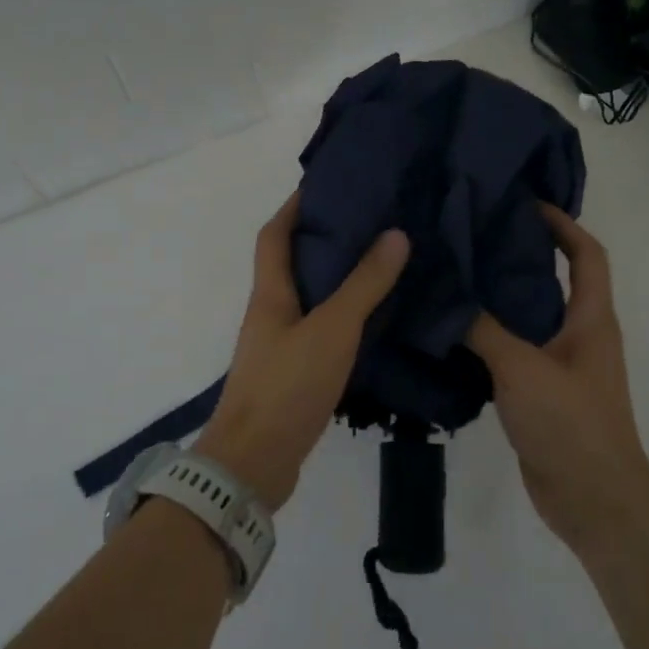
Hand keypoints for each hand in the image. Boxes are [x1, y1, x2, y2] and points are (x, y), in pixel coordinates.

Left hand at [196, 192, 409, 509]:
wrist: (253, 463)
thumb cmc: (287, 386)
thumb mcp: (331, 330)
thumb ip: (364, 285)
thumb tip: (395, 234)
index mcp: (270, 294)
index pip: (274, 236)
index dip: (293, 207)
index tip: (324, 185)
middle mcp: (270, 313)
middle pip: (291, 263)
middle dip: (322, 239)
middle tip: (368, 221)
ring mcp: (279, 345)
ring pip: (307, 298)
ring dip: (334, 278)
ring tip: (377, 262)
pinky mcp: (292, 374)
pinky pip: (318, 330)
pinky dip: (341, 316)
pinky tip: (371, 319)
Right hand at [466, 204, 648, 555]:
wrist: (594, 501)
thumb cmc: (570, 424)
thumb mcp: (521, 368)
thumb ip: (482, 329)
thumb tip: (445, 295)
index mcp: (591, 320)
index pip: (587, 255)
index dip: (563, 224)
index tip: (525, 205)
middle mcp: (580, 336)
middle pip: (555, 281)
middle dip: (521, 255)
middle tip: (473, 238)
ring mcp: (562, 367)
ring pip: (530, 318)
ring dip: (500, 298)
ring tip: (455, 278)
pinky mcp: (542, 394)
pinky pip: (514, 352)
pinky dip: (488, 338)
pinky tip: (452, 334)